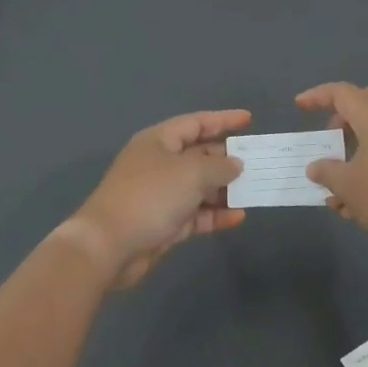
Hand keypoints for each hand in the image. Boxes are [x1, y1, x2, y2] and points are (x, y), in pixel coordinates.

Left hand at [70, 110, 249, 287]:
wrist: (109, 246)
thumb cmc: (150, 196)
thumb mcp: (191, 173)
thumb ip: (219, 166)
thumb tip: (235, 164)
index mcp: (159, 141)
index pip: (196, 123)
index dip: (223, 120)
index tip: (249, 120)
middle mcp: (160, 163)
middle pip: (199, 155)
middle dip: (227, 158)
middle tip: (258, 162)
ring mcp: (161, 195)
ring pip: (199, 186)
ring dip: (225, 189)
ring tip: (254, 190)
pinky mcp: (164, 223)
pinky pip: (196, 213)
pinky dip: (215, 214)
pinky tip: (238, 216)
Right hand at [295, 83, 367, 256]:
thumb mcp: (348, 187)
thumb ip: (327, 171)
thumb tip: (317, 167)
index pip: (342, 93)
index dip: (317, 96)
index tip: (299, 106)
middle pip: (366, 103)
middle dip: (343, 119)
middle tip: (330, 142)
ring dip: (356, 148)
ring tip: (338, 187)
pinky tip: (360, 202)